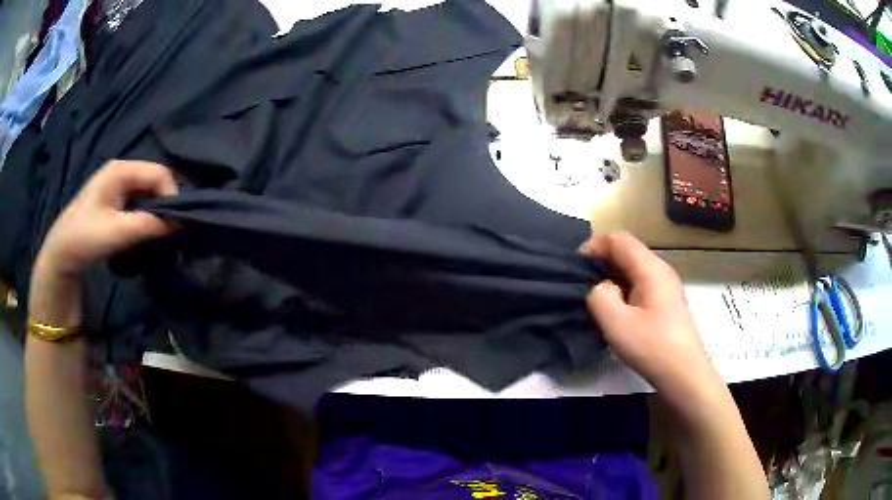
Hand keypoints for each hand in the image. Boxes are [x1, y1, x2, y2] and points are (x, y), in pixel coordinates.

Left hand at [35, 160, 177, 277]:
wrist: (61, 253)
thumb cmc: (85, 237)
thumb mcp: (118, 232)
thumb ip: (149, 225)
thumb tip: (182, 223)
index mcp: (121, 170)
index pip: (159, 173)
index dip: (172, 196)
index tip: (176, 225)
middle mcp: (122, 171)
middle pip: (155, 181)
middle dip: (166, 205)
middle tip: (172, 232)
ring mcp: (117, 185)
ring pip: (148, 193)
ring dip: (157, 213)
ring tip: (161, 235)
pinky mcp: (115, 199)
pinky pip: (139, 202)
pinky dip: (147, 216)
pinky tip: (147, 232)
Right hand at [581, 232, 717, 397]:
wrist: (684, 373)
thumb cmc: (652, 347)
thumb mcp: (616, 323)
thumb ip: (598, 296)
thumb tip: (599, 286)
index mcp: (650, 268)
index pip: (618, 239)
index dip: (593, 247)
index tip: (575, 270)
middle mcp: (660, 269)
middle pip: (626, 251)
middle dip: (601, 262)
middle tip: (581, 286)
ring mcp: (666, 285)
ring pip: (633, 268)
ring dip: (611, 277)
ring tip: (595, 299)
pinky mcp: (666, 301)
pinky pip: (640, 282)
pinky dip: (623, 288)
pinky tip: (616, 310)